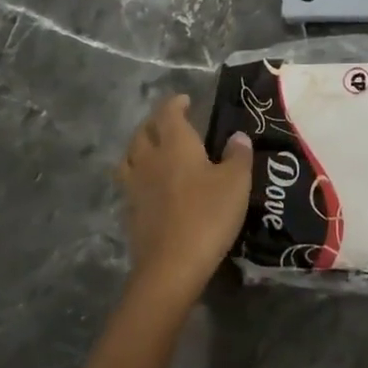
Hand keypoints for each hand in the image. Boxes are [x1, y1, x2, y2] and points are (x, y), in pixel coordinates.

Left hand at [116, 94, 251, 300]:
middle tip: (170, 123)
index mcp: (176, 144)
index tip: (185, 101)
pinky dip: (137, 176)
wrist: (171, 266)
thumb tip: (237, 137)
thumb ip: (238, 155)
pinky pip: (129, 183)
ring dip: (139, 148)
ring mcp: (135, 187)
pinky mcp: (130, 213)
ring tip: (152, 150)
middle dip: (155, 123)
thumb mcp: (236, 182)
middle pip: (143, 133)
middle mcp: (150, 159)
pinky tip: (150, 186)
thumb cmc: (208, 215)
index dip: (175, 104)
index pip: (169, 114)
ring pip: (129, 157)